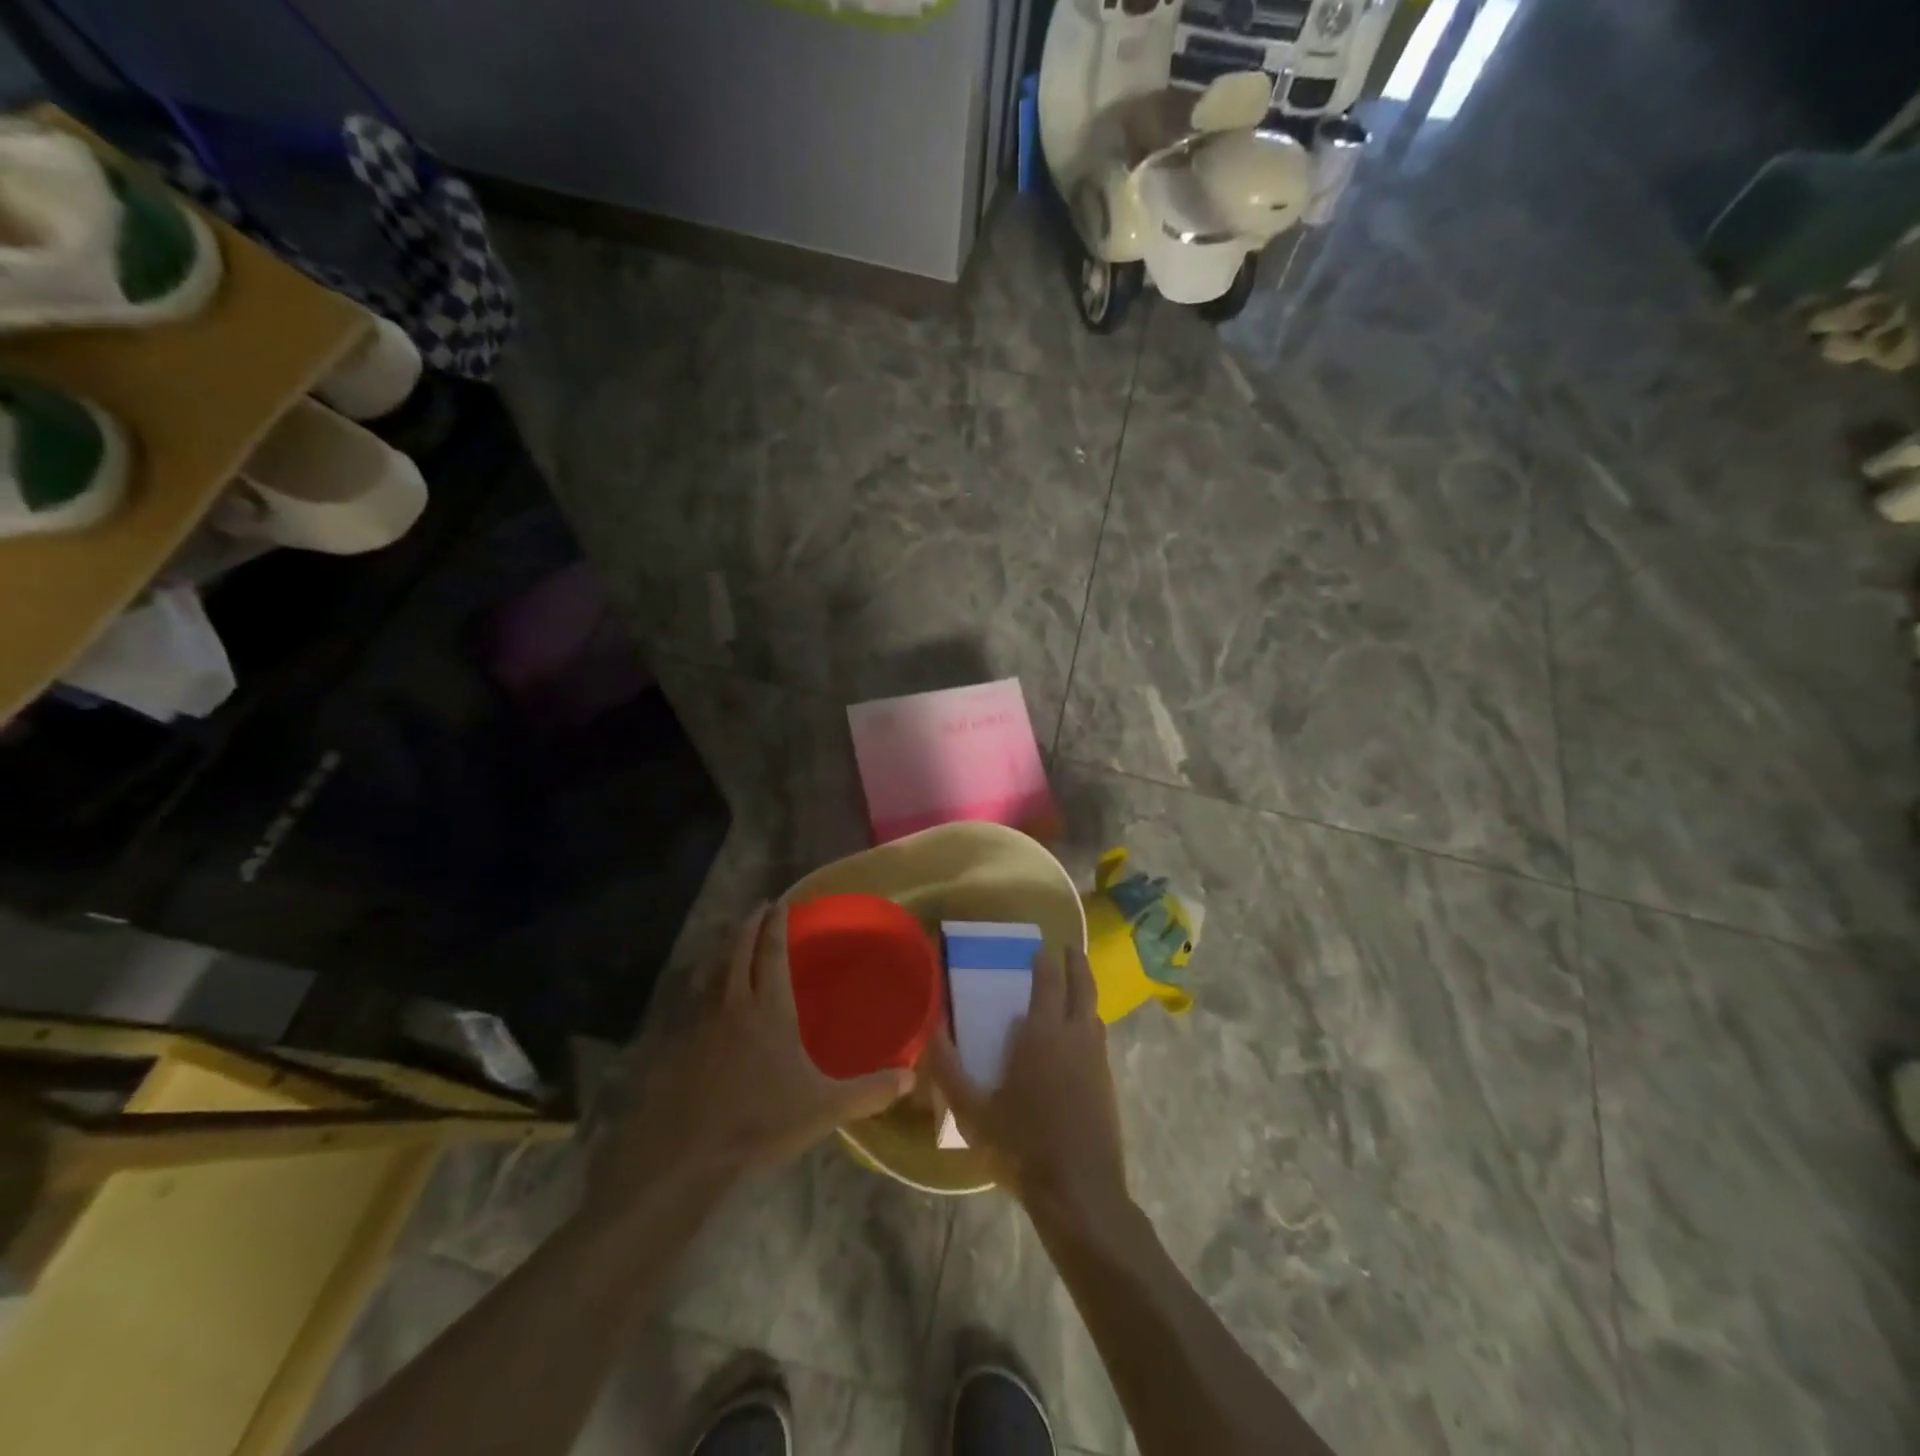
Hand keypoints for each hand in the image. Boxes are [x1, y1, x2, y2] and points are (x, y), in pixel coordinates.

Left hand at [589, 904, 914, 1216]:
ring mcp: (705, 1027)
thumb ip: (869, 1091)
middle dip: (750, 926)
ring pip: (717, 975)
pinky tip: (719, 1004)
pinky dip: (713, 988)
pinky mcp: (687, 1049)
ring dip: (729, 954)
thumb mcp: (825, 1107)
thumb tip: (909, 1079)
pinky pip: (703, 1004)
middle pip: (739, 953)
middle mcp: (736, 1007)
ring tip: (739, 946)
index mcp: (769, 1010)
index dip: (776, 926)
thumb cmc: (764, 1121)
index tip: (780, 903)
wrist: (694, 1155)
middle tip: (760, 909)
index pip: (772, 954)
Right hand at [924, 944, 1129, 1218]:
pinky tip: (1079, 1036)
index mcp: (1042, 1034)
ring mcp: (1096, 1059)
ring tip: (1073, 987)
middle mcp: (1075, 1036)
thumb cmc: (1021, 1146)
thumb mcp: (973, 1111)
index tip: (1038, 948)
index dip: (1044, 961)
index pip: (1048, 981)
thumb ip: (949, 1069)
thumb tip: (931, 1030)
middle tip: (1068, 948)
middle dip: (1075, 963)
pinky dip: (1090, 1021)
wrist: (1078, 1191)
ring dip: (1085, 991)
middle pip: (1082, 986)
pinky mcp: (1108, 1082)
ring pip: (1094, 1011)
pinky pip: (1099, 1037)